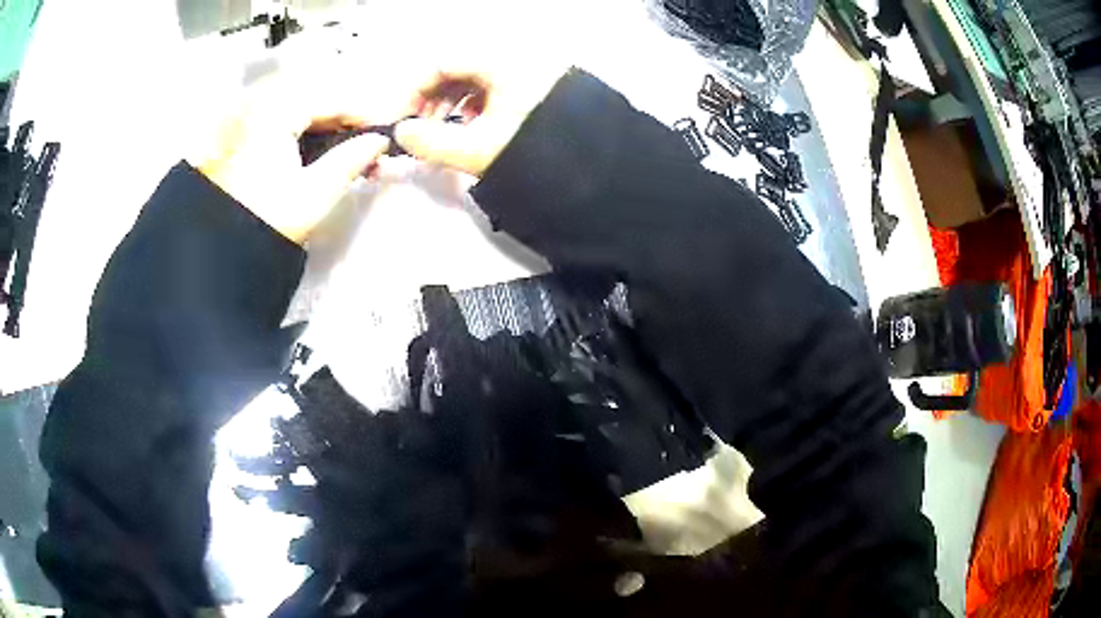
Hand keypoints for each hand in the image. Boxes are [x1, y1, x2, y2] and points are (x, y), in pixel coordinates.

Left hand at [188, 74, 401, 244]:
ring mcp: (241, 115)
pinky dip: (297, 123)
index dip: (364, 112)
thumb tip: (379, 142)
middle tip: (363, 140)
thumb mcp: (313, 196)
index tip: (386, 132)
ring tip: (340, 144)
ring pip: (293, 100)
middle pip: (313, 92)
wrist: (212, 251)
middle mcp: (256, 103)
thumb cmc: (263, 222)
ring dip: (320, 117)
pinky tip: (309, 145)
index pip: (332, 96)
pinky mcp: (233, 131)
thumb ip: (351, 161)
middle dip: (342, 112)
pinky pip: (274, 112)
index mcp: (275, 111)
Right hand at [393, 55, 568, 176]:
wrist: (598, 173)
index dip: (413, 90)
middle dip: (433, 99)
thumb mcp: (477, 150)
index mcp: (502, 61)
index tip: (400, 118)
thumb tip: (401, 134)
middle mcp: (519, 56)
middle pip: (459, 68)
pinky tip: (475, 130)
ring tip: (446, 135)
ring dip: (453, 104)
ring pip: (479, 79)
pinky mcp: (544, 87)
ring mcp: (534, 70)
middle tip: (421, 130)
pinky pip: (499, 88)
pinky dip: (478, 106)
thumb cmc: (535, 153)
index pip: (441, 62)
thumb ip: (430, 142)